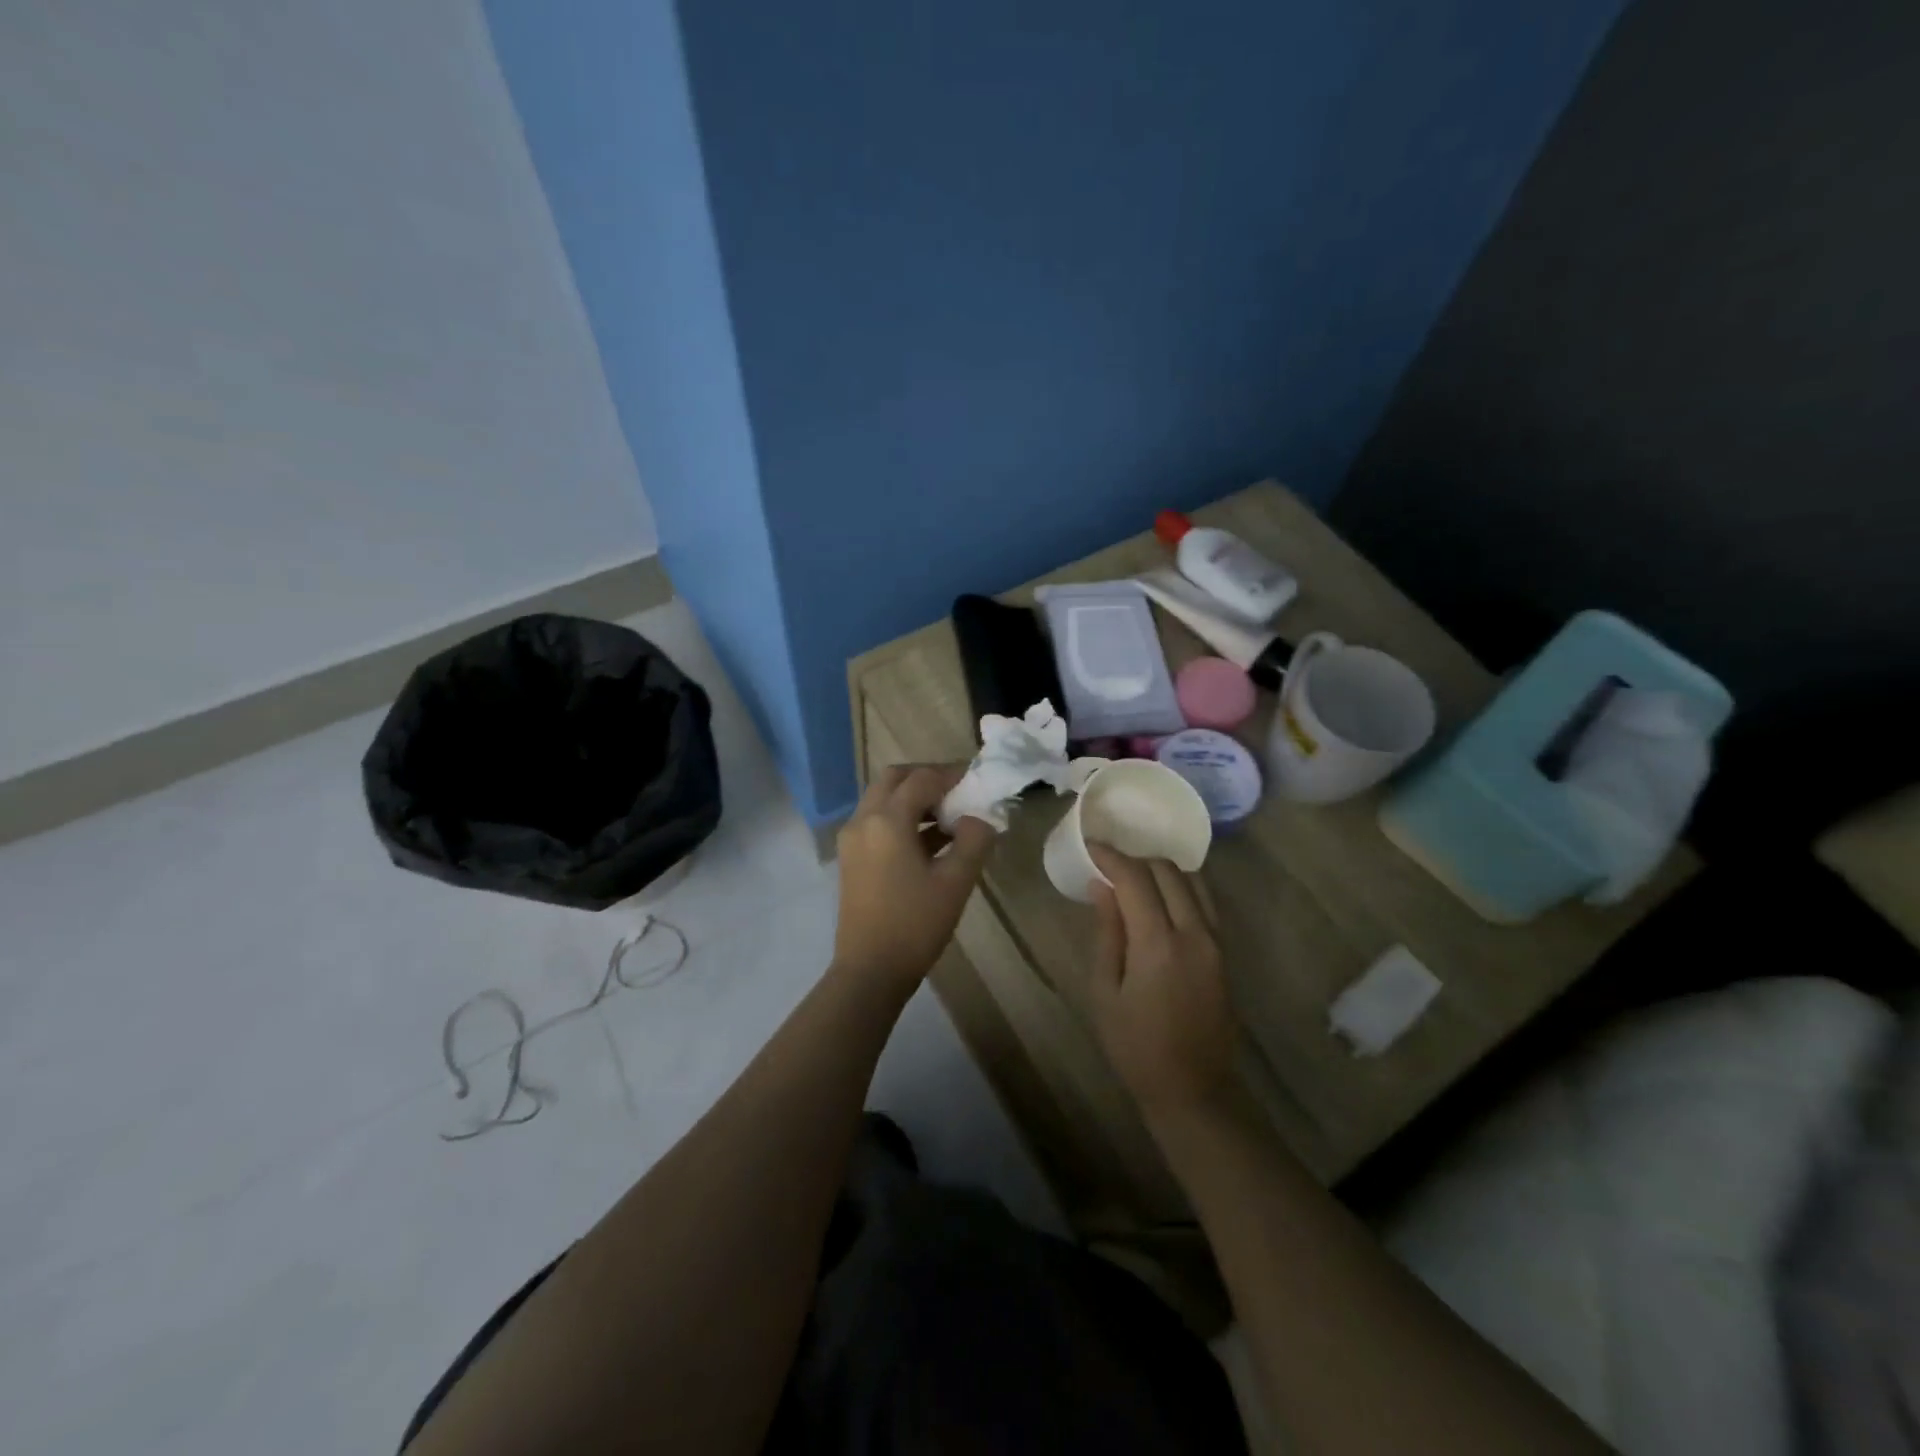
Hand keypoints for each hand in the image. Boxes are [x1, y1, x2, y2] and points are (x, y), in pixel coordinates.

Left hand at [833, 764, 996, 988]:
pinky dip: (901, 818)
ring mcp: (852, 839)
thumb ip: (973, 840)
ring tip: (949, 818)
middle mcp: (863, 820)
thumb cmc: (915, 924)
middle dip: (926, 778)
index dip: (951, 774)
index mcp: (887, 820)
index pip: (922, 779)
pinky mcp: (850, 858)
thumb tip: (979, 818)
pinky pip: (876, 821)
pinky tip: (930, 841)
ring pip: (882, 799)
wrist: (870, 971)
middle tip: (958, 792)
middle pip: (894, 779)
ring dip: (913, 799)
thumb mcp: (955, 882)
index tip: (977, 781)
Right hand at [1085, 845, 1239, 1116]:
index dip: (1111, 857)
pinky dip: (1180, 887)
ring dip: (1161, 870)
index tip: (1090, 848)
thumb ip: (1107, 933)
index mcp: (1158, 944)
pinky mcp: (1224, 952)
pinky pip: (1204, 902)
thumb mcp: (1105, 992)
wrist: (1193, 1089)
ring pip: (1192, 881)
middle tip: (1108, 865)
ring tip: (1133, 878)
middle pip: (1167, 871)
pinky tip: (1159, 898)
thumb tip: (1102, 888)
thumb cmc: (1136, 1046)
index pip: (1135, 879)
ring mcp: (1215, 941)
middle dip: (1135, 859)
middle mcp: (1194, 933)